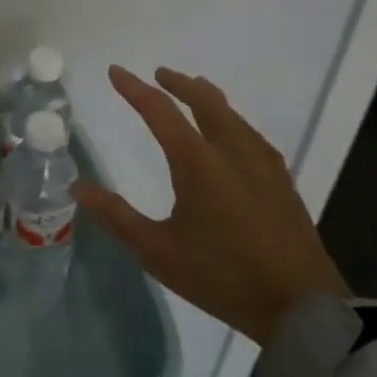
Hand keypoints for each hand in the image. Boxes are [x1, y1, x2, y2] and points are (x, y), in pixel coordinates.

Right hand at [73, 65, 348, 342]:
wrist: (299, 305)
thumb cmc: (221, 276)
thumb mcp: (158, 251)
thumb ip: (116, 216)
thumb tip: (77, 188)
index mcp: (198, 161)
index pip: (160, 111)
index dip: (134, 89)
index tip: (115, 71)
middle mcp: (232, 150)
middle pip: (204, 100)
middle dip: (178, 83)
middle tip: (159, 74)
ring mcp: (262, 162)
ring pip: (231, 113)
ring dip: (206, 97)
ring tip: (194, 91)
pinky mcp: (281, 178)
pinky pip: (249, 132)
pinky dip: (229, 118)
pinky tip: (231, 133)